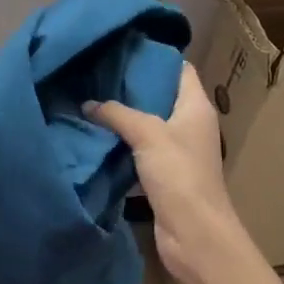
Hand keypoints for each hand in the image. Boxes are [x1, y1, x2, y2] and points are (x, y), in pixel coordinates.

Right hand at [88, 63, 255, 283]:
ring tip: (90, 98)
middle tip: (96, 72)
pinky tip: (96, 134)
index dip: (155, 57)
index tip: (122, 48)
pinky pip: (140, 148)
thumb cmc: (179, 174)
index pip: (179, 69)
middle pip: (160, 94)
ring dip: (123, 115)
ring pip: (147, 123)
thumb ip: (117, 113)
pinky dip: (122, 141)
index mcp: (196, 106)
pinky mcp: (164, 174)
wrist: (195, 234)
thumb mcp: (147, 134)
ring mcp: (177, 150)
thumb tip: (88, 103)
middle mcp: (189, 124)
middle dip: (130, 85)